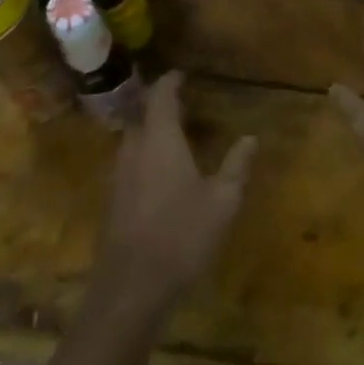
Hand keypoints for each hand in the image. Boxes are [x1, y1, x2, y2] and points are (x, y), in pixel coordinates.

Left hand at [93, 72, 256, 317]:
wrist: (130, 290)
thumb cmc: (181, 236)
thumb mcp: (222, 202)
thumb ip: (236, 166)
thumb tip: (251, 138)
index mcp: (160, 138)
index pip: (161, 94)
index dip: (171, 81)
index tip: (183, 74)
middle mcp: (134, 147)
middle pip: (143, 113)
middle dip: (161, 105)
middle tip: (185, 107)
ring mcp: (118, 174)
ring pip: (134, 138)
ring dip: (152, 131)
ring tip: (176, 138)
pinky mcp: (112, 200)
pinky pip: (129, 162)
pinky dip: (144, 155)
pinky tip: (161, 176)